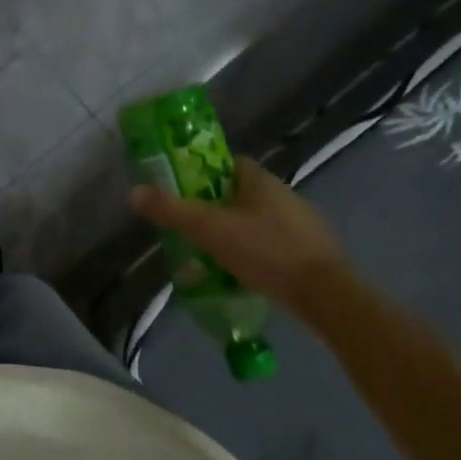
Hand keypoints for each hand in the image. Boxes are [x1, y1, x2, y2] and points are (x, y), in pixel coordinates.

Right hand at [130, 159, 347, 312]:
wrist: (326, 296)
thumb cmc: (265, 251)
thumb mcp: (209, 230)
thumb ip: (171, 211)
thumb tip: (133, 192)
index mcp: (260, 180)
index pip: (228, 163)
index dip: (202, 173)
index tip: (183, 190)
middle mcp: (284, 194)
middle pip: (239, 194)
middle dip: (213, 208)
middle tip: (190, 228)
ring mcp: (301, 223)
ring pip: (255, 221)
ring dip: (233, 234)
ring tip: (210, 257)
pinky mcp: (311, 252)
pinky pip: (272, 245)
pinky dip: (254, 254)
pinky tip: (241, 275)